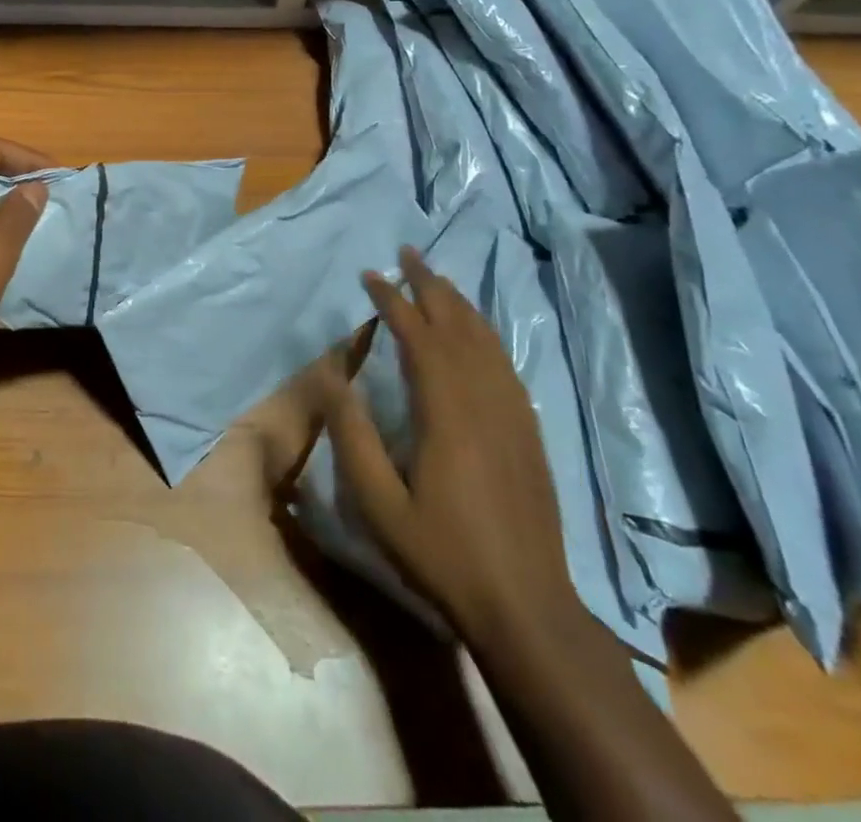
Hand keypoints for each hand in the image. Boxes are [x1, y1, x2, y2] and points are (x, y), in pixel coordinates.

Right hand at [327, 248, 577, 646]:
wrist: (527, 607)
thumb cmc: (442, 552)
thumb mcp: (378, 502)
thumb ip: (352, 434)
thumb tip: (331, 375)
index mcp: (447, 411)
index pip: (418, 335)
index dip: (393, 299)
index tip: (370, 273)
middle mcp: (485, 400)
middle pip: (458, 325)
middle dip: (431, 284)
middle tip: (408, 253)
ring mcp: (514, 415)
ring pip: (487, 340)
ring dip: (460, 303)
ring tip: (438, 278)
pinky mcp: (529, 432)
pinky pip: (504, 364)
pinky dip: (485, 334)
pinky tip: (476, 333)